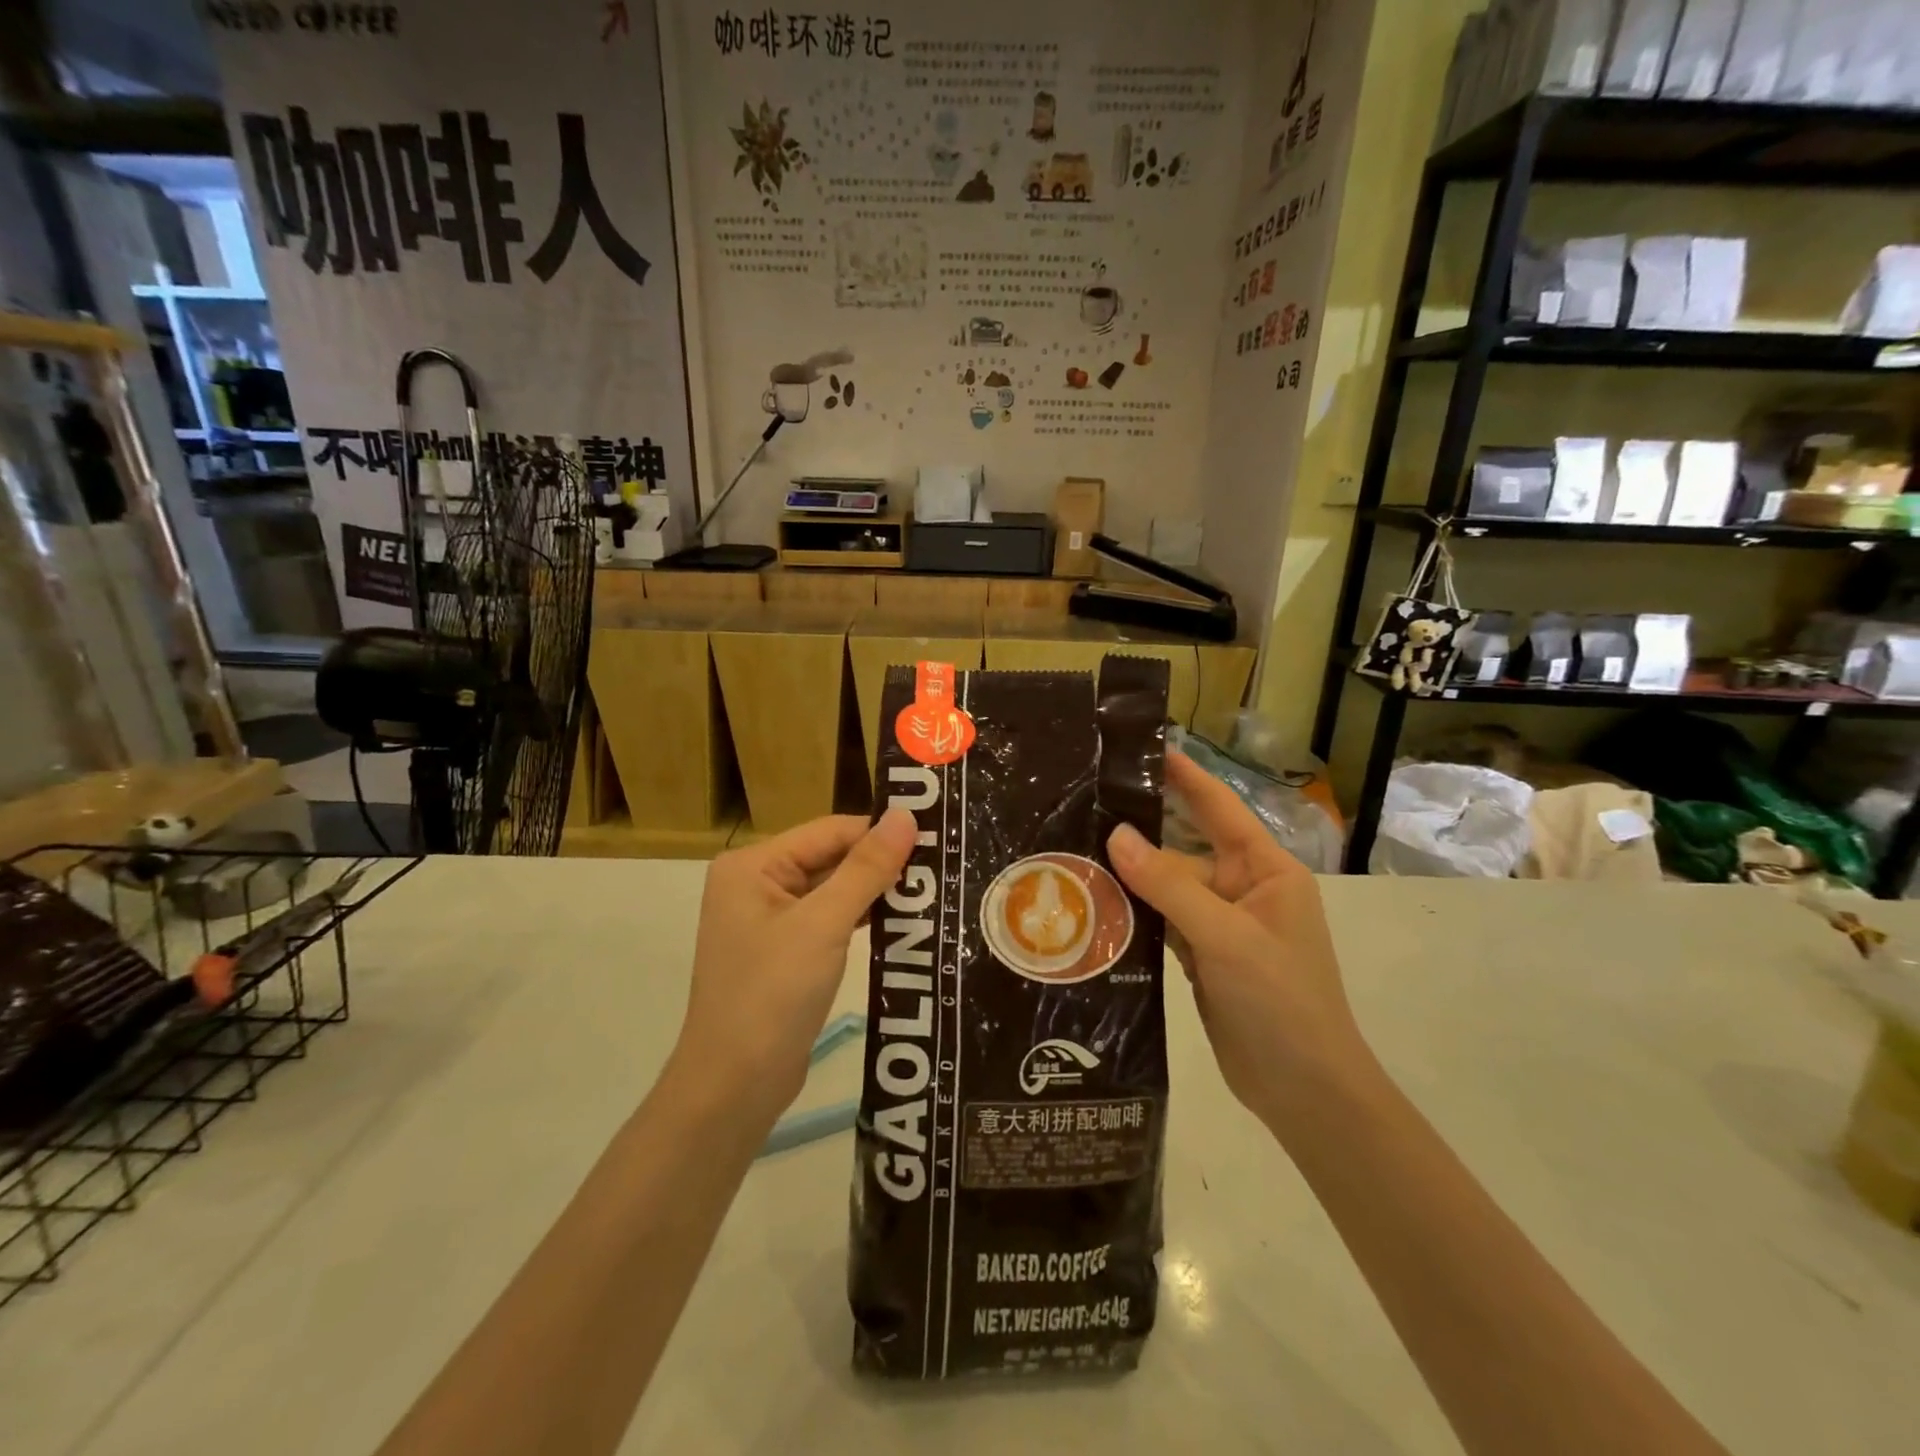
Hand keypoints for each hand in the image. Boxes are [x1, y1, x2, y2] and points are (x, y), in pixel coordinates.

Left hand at [674, 810, 915, 1119]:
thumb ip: (866, 868)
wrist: (734, 1087)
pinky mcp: (783, 951)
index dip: (880, 832)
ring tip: (932, 890)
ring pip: (832, 889)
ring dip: (875, 892)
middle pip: (830, 857)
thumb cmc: (772, 995)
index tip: (933, 838)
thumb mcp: (824, 924)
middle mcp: (755, 883)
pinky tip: (902, 921)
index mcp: (752, 865)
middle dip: (880, 864)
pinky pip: (828, 919)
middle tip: (940, 865)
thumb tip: (905, 816)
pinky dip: (861, 918)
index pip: (830, 831)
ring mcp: (767, 919)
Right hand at [1106, 752, 1374, 1130]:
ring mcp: (1222, 925)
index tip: (1146, 747)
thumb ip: (1169, 885)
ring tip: (1076, 852)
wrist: (1305, 1092)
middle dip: (1141, 831)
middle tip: (1087, 805)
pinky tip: (1094, 904)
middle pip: (1184, 849)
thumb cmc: (1281, 1001)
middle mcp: (1244, 890)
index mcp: (1267, 871)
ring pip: (1168, 888)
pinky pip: (1162, 922)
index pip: (1220, 809)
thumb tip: (1116, 835)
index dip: (1185, 776)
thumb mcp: (1226, 937)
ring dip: (1130, 877)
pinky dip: (1134, 914)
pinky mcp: (1202, 957)